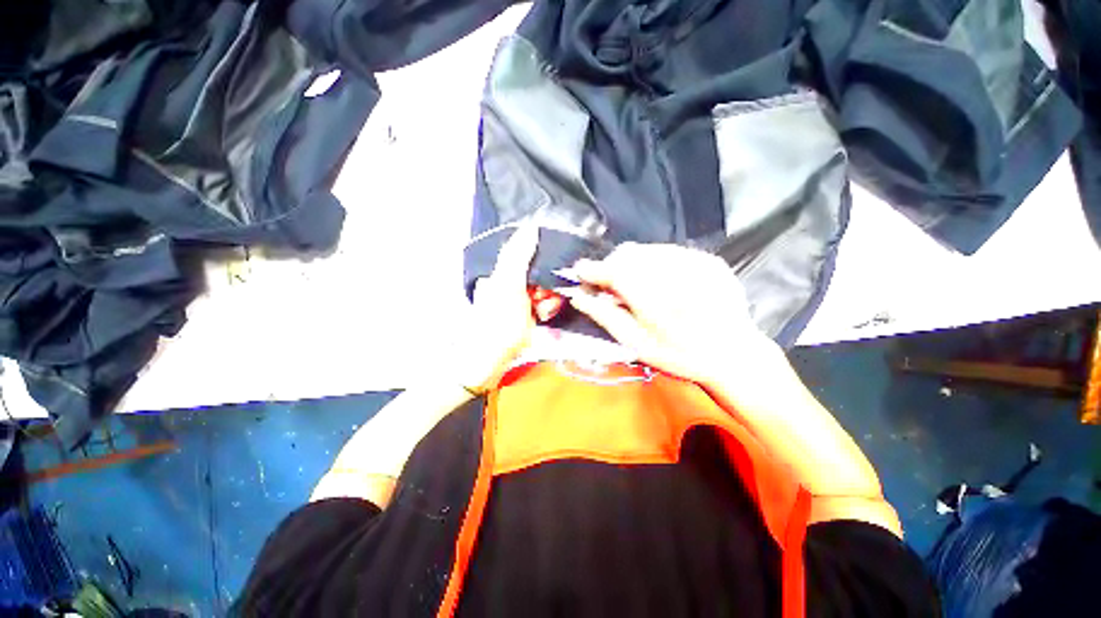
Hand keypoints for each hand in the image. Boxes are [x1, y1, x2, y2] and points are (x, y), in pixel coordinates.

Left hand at [457, 225, 540, 391]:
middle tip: (541, 302)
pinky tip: (542, 318)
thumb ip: (518, 255)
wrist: (488, 361)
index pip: (531, 256)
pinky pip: (545, 304)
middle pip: (542, 274)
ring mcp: (520, 300)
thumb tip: (531, 225)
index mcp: (503, 271)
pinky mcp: (527, 315)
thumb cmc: (497, 322)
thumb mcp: (508, 285)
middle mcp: (511, 282)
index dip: (545, 264)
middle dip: (547, 287)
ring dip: (549, 300)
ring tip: (541, 314)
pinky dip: (547, 310)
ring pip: (546, 289)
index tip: (549, 276)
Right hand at [565, 243, 776, 385]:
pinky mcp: (708, 260)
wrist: (734, 355)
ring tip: (636, 285)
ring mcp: (695, 262)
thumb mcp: (636, 343)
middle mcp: (674, 273)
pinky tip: (661, 282)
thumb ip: (604, 316)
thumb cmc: (679, 355)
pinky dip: (655, 262)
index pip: (611, 270)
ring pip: (647, 249)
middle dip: (612, 265)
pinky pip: (669, 251)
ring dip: (633, 263)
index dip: (591, 269)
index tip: (580, 272)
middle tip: (611, 286)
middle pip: (628, 253)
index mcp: (652, 298)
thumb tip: (578, 296)